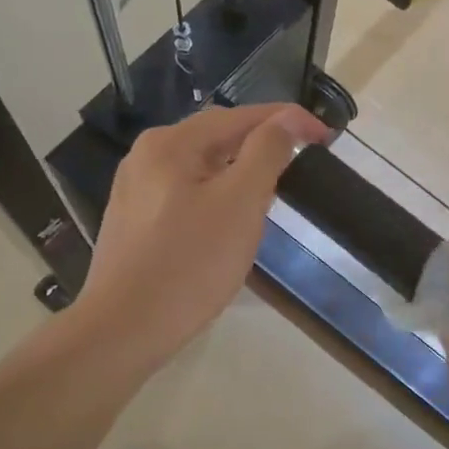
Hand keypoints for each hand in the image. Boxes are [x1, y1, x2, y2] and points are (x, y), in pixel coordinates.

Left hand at [70, 103, 327, 374]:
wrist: (122, 331)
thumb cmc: (189, 264)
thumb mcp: (240, 202)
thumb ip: (266, 152)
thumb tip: (286, 118)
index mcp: (171, 143)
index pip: (241, 116)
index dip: (288, 120)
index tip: (326, 136)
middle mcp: (147, 155)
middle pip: (219, 137)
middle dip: (263, 145)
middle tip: (303, 163)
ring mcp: (136, 190)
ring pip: (203, 166)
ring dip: (242, 171)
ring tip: (274, 190)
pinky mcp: (136, 221)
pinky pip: (187, 192)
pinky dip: (218, 195)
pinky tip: (231, 219)